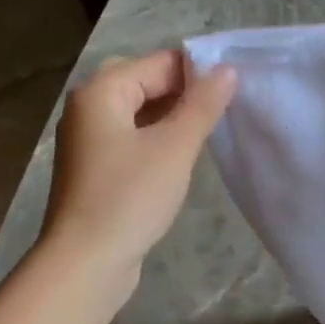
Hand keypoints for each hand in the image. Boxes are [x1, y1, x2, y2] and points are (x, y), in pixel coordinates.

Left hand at [42, 50, 235, 273]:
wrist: (88, 260)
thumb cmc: (130, 197)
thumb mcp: (175, 148)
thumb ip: (203, 106)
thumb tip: (227, 70)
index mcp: (101, 91)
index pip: (158, 63)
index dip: (199, 72)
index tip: (237, 90)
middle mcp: (88, 107)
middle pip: (145, 84)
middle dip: (185, 95)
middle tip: (224, 113)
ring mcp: (88, 140)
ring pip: (139, 114)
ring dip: (173, 119)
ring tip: (209, 135)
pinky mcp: (95, 169)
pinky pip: (132, 139)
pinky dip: (157, 141)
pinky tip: (180, 159)